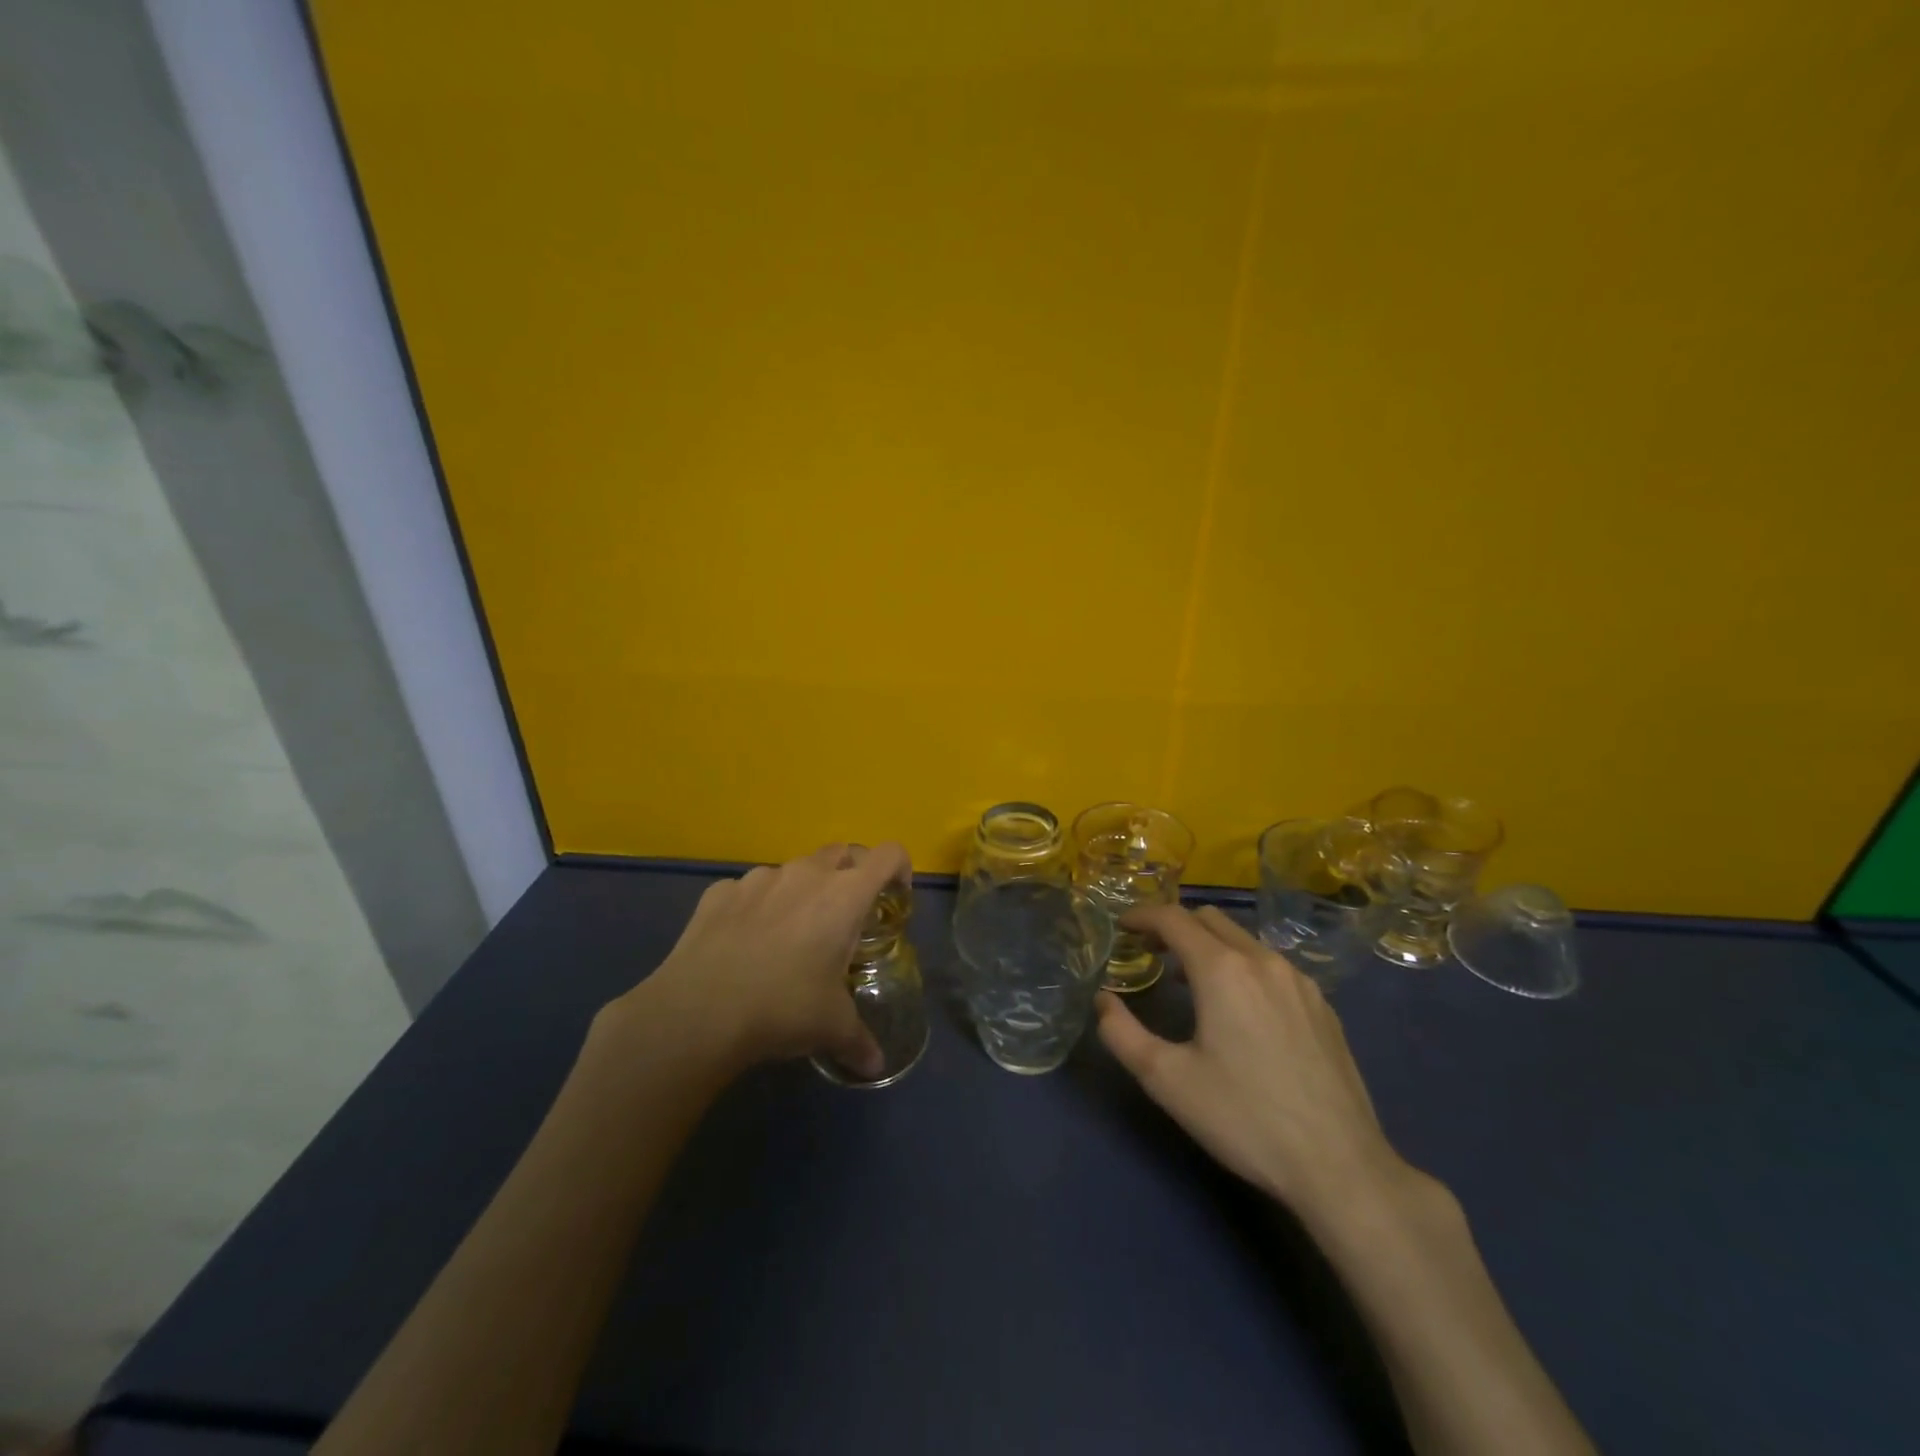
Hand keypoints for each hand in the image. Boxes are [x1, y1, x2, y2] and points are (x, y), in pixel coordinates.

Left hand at [607, 842, 908, 1081]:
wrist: (699, 1010)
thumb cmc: (783, 1007)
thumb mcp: (832, 1028)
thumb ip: (860, 1041)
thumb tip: (875, 1068)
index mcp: (844, 895)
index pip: (888, 855)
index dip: (899, 869)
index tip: (895, 896)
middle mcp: (805, 874)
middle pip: (841, 853)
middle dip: (849, 876)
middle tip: (843, 918)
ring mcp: (759, 878)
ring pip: (792, 870)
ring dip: (800, 891)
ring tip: (788, 935)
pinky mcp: (719, 892)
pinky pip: (747, 890)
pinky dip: (754, 906)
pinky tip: (743, 943)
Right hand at [1096, 904, 1417, 1225]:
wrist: (1341, 1166)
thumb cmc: (1245, 1119)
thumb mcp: (1167, 1080)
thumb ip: (1122, 1034)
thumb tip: (1102, 1001)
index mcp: (1222, 970)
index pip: (1173, 918)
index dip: (1142, 916)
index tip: (1121, 927)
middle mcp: (1263, 961)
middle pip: (1210, 920)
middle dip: (1174, 927)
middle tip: (1150, 952)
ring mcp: (1300, 982)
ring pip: (1244, 940)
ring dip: (1209, 946)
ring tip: (1190, 981)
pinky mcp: (1323, 1006)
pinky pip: (1272, 966)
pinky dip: (1243, 967)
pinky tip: (1240, 1009)